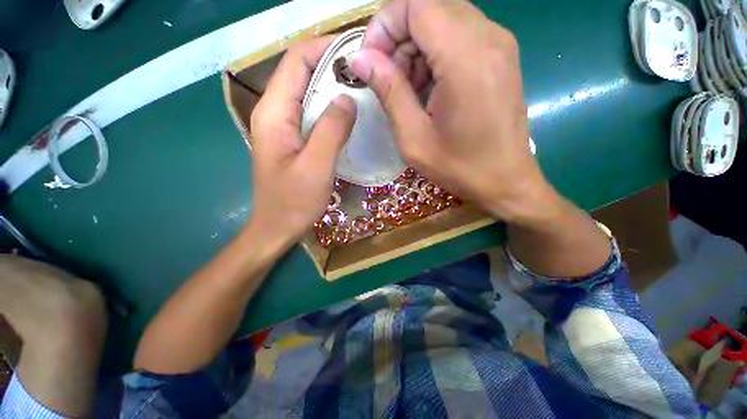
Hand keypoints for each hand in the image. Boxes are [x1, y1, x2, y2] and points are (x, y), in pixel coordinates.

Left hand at [249, 37, 356, 248]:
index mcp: (274, 113)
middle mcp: (275, 113)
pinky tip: (350, 116)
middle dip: (333, 66)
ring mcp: (284, 127)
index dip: (324, 48)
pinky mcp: (294, 139)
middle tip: (366, 73)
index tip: (356, 52)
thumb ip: (330, 130)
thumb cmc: (293, 202)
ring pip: (309, 93)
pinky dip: (332, 108)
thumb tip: (347, 98)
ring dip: (334, 88)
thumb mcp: (315, 167)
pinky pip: (313, 114)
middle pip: (302, 73)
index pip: (296, 61)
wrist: (277, 227)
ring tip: (363, 91)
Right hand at [350, 0, 555, 224]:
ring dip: (416, 48)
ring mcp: (500, 44)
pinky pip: (459, 35)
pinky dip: (435, 54)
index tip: (371, 61)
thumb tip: (359, 58)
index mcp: (466, 58)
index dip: (384, 24)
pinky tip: (431, 90)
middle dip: (398, 37)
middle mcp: (489, 37)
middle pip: (429, 6)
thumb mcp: (413, 138)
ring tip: (410, 92)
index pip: (416, 3)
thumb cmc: (458, 166)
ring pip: (443, 19)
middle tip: (389, 81)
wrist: (505, 180)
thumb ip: (388, 91)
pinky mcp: (501, 56)